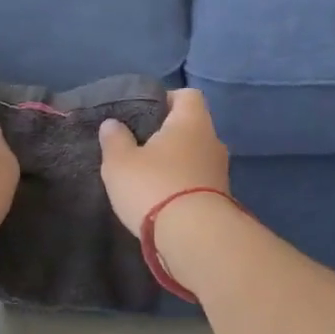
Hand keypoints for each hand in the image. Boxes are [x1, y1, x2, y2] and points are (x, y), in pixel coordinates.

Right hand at [98, 88, 230, 236]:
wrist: (194, 238)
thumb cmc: (154, 187)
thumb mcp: (120, 162)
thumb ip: (114, 139)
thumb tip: (112, 124)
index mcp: (192, 121)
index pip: (187, 95)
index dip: (165, 99)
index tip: (143, 114)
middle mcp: (213, 141)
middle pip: (191, 128)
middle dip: (168, 136)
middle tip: (139, 148)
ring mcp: (220, 172)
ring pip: (195, 157)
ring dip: (175, 164)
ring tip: (148, 178)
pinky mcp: (221, 200)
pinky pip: (198, 183)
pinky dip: (182, 187)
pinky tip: (162, 200)